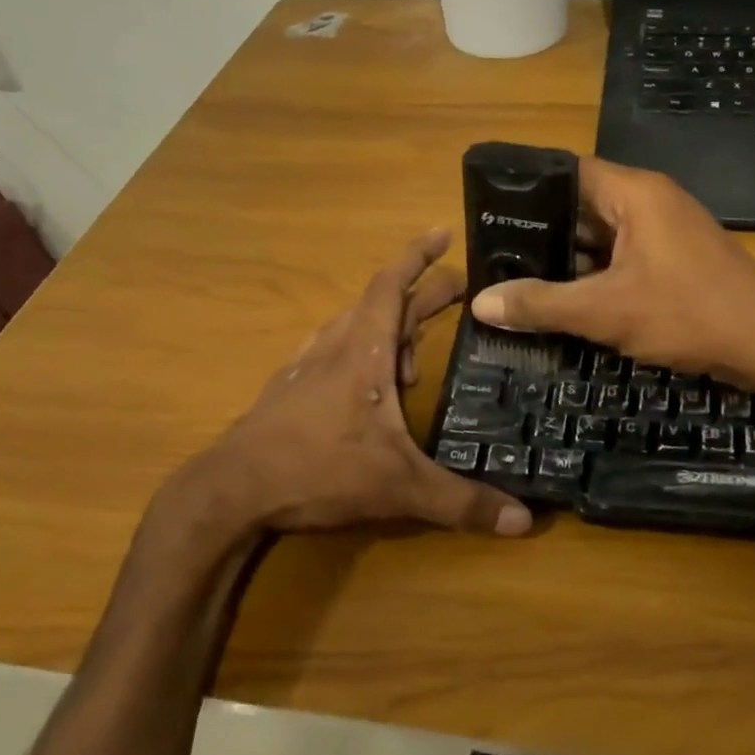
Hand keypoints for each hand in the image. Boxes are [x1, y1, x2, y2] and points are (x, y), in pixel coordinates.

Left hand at [144, 230, 531, 558]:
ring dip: (389, 327)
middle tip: (459, 293)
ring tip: (415, 354)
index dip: (418, 256)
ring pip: (354, 326)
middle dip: (422, 294)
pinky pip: (333, 352)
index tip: (443, 233)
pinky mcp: (289, 389)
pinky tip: (365, 382)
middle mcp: (335, 347)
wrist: (231, 492)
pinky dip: (360, 352)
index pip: (392, 285)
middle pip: (382, 303)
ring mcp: (306, 367)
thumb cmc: (319, 471)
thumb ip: (462, 502)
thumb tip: (524, 521)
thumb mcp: (400, 487)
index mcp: (363, 352)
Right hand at [469, 158, 754, 399]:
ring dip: (566, 257)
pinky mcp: (674, 260)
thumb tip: (481, 303)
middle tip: (492, 252)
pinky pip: (622, 258)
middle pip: (581, 205)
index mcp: (634, 193)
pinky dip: (593, 275)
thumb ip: (542, 303)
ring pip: (601, 236)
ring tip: (514, 275)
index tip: (487, 212)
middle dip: (540, 230)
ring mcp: (665, 232)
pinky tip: (562, 298)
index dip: (526, 190)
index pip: (567, 172)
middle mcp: (649, 202)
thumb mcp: (606, 311)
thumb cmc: (688, 313)